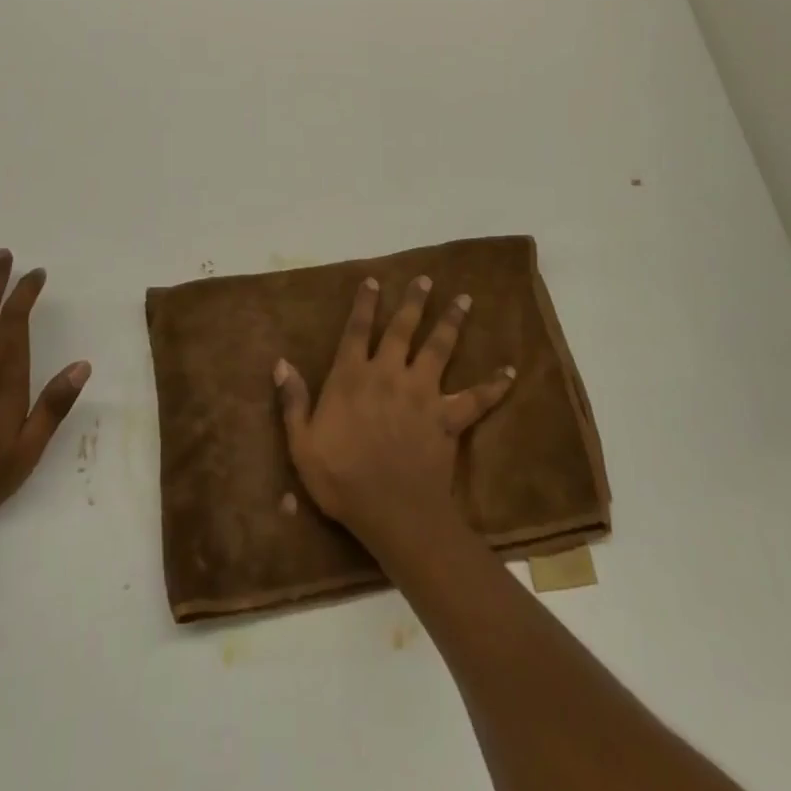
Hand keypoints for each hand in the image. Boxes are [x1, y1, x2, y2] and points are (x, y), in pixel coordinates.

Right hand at [274, 275, 513, 546]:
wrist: (392, 511)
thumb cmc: (341, 478)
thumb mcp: (302, 443)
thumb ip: (292, 400)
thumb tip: (280, 363)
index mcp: (352, 376)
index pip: (357, 330)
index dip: (364, 304)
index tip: (373, 281)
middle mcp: (388, 373)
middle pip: (403, 328)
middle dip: (414, 301)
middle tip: (426, 279)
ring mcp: (422, 393)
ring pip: (439, 348)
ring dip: (452, 322)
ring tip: (464, 300)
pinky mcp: (447, 417)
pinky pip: (476, 398)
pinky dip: (494, 385)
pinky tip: (510, 371)